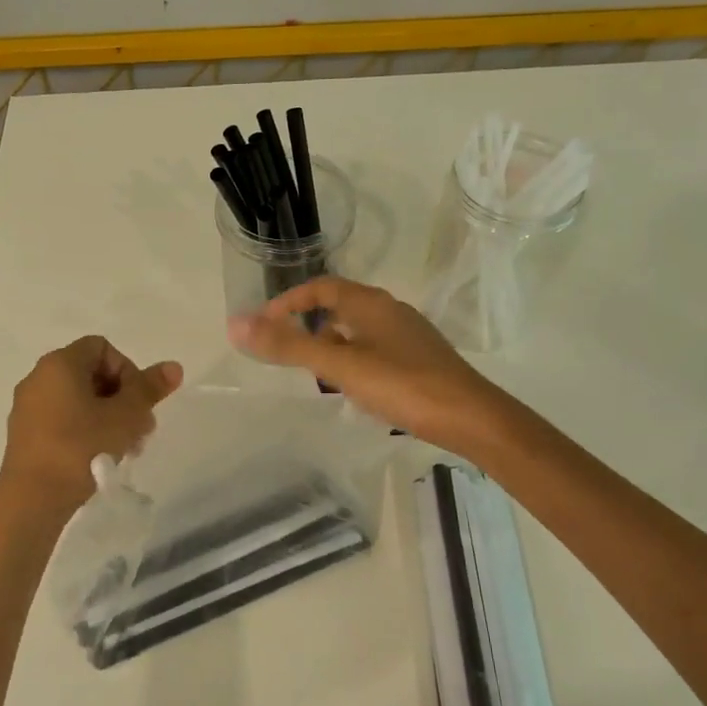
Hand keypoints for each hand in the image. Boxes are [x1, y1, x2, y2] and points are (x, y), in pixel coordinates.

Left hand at [0, 336, 182, 513]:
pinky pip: (61, 420)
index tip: (137, 402)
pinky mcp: (24, 435)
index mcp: (60, 364)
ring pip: (78, 400)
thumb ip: (150, 388)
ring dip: (107, 417)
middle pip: (91, 374)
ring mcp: (28, 407)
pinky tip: (99, 458)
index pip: (102, 347)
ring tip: (124, 448)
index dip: (128, 369)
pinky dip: (84, 431)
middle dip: (122, 398)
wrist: (32, 499)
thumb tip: (174, 366)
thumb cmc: (81, 447)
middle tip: (140, 429)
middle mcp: (38, 378)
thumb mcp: (126, 416)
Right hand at [227, 278, 513, 453]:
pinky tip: (353, 389)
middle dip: (309, 324)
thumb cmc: (402, 384)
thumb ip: (289, 345)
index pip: (321, 287)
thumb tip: (236, 324)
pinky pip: (375, 350)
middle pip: (340, 307)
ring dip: (332, 345)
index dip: (290, 301)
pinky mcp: (420, 359)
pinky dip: (354, 361)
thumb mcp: (339, 366)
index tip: (264, 324)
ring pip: (358, 331)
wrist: (470, 417)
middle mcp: (390, 311)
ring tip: (314, 373)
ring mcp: (409, 335)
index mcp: (370, 304)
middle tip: (286, 350)